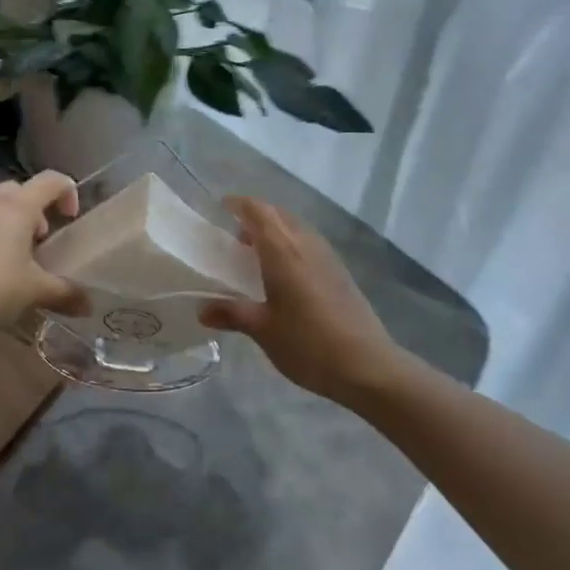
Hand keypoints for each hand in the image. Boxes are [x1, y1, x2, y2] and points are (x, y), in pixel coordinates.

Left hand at [0, 172, 88, 331]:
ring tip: (17, 257)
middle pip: (22, 191)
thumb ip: (65, 293)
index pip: (52, 180)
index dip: (69, 193)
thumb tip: (89, 305)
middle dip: (38, 211)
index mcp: (17, 205)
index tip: (71, 219)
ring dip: (13, 222)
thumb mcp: (34, 292)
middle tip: (42, 242)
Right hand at [200, 197, 398, 403]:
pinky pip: (308, 243)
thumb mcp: (263, 330)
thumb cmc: (308, 343)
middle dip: (255, 217)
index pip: (258, 211)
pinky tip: (284, 274)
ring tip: (256, 254)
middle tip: (234, 235)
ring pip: (296, 228)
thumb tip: (201, 310)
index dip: (239, 204)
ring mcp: (327, 256)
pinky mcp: (340, 272)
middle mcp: (305, 243)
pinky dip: (291, 245)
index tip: (221, 207)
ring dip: (275, 231)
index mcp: (283, 250)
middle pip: (278, 215)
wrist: (367, 365)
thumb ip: (231, 314)